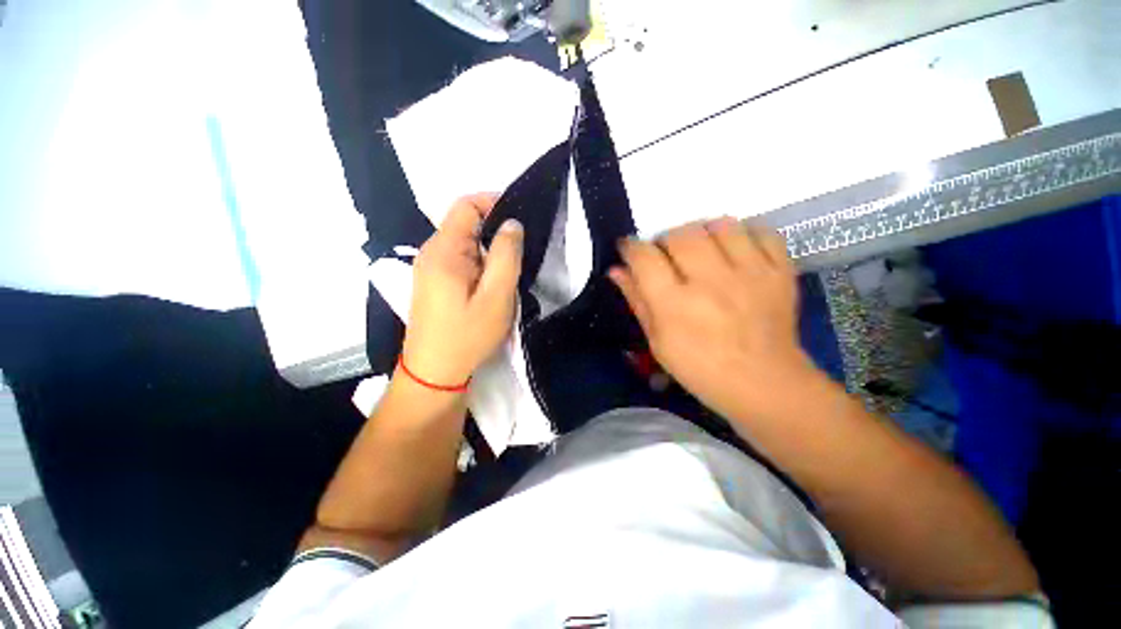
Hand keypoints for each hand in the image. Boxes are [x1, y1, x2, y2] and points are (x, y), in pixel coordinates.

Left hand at [401, 193, 523, 386]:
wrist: (434, 372)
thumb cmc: (467, 334)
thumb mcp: (496, 296)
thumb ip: (506, 255)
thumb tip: (511, 223)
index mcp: (444, 250)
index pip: (466, 205)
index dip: (494, 202)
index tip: (521, 218)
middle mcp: (432, 252)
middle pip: (465, 223)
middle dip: (496, 230)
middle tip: (522, 251)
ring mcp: (430, 268)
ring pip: (465, 243)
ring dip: (490, 249)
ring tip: (512, 268)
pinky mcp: (435, 282)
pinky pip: (461, 259)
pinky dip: (481, 262)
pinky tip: (494, 282)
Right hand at [609, 218, 820, 422]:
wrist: (763, 383)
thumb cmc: (700, 368)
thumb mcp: (657, 341)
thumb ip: (636, 301)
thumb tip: (616, 270)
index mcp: (675, 305)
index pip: (644, 257)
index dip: (631, 247)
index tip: (629, 249)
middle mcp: (710, 282)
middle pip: (680, 234)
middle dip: (665, 240)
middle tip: (667, 256)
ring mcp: (750, 273)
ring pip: (720, 225)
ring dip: (703, 232)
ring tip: (702, 250)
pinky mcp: (780, 272)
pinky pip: (761, 231)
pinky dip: (744, 234)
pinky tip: (736, 251)